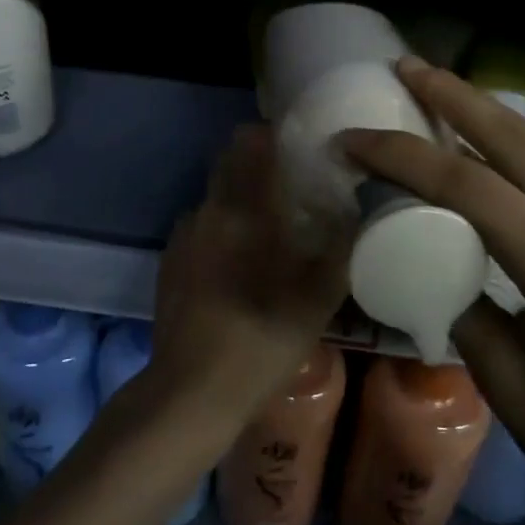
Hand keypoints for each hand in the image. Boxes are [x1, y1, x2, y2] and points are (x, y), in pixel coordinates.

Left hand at [150, 125, 351, 428]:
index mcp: (246, 208)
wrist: (191, 389)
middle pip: (230, 161)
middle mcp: (210, 208)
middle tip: (291, 186)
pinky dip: (220, 229)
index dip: (274, 134)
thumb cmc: (263, 339)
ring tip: (266, 231)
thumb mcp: (320, 296)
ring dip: (240, 199)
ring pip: (216, 195)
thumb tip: (354, 208)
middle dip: (259, 163)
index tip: (300, 146)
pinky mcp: (169, 259)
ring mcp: (184, 234)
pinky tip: (235, 266)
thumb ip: (341, 245)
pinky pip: (201, 226)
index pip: (251, 140)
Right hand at [339, 58, 524, 524]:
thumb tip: (429, 255)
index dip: (406, 157)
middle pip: (521, 142)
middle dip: (455, 97)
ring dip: (488, 113)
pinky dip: (520, 148)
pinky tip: (489, 143)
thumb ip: (464, 308)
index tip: (355, 139)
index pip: (475, 192)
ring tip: (438, 87)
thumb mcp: (513, 392)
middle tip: (404, 65)